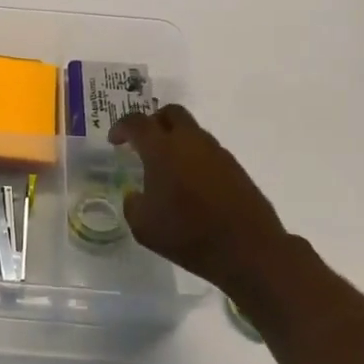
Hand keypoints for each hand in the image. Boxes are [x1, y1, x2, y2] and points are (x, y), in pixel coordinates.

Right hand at [110, 103, 293, 298]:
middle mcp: (190, 141)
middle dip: (154, 122)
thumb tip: (135, 195)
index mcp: (162, 149)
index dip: (121, 127)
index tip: (115, 141)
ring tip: (169, 169)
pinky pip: (209, 152)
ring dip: (177, 141)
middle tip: (144, 143)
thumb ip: (133, 204)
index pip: (137, 123)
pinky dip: (195, 158)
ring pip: (192, 131)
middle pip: (171, 113)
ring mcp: (217, 152)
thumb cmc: (188, 235)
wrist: (248, 249)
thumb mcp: (144, 227)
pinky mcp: (235, 167)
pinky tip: (192, 185)